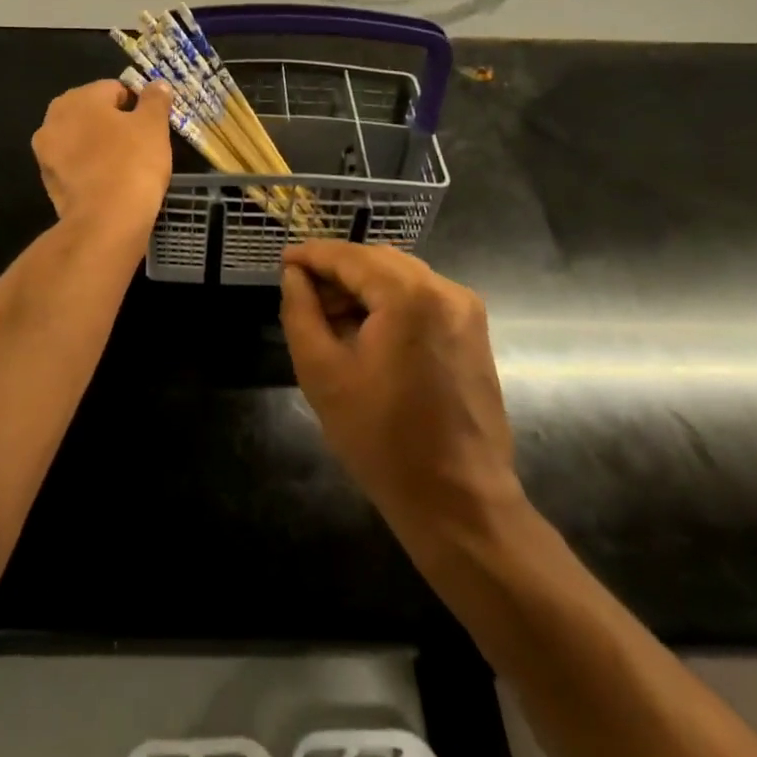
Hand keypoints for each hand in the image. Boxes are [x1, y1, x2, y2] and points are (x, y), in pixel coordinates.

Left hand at [31, 79, 172, 232]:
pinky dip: (92, 170)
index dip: (137, 104)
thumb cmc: (132, 163)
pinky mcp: (49, 184)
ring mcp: (46, 154)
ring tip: (128, 166)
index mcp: (76, 99)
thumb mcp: (153, 126)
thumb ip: (155, 100)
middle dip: (115, 125)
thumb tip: (157, 84)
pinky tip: (111, 184)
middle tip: (142, 145)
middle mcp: (52, 120)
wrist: (106, 222)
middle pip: (93, 115)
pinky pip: (76, 167)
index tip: (152, 125)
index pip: (114, 89)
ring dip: (101, 147)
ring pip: (82, 142)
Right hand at [280, 242, 521, 548]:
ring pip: (401, 277)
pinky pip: (422, 298)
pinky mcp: (473, 332)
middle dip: (338, 271)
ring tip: (328, 317)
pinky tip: (365, 332)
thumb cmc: (382, 440)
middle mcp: (445, 290)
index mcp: (410, 296)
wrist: (458, 500)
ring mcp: (466, 310)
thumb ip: (301, 312)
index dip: (312, 255)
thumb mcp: (322, 374)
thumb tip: (294, 275)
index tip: (283, 260)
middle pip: (379, 261)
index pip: (351, 257)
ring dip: (363, 287)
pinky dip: (389, 303)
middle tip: (301, 293)